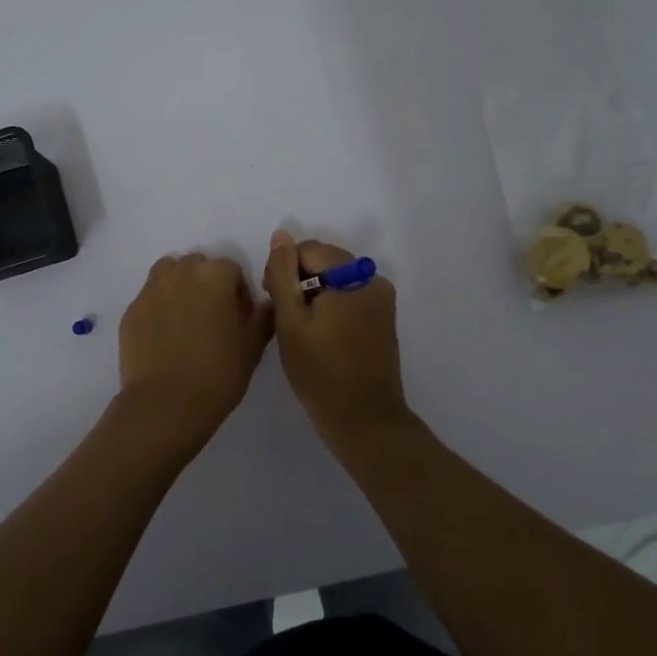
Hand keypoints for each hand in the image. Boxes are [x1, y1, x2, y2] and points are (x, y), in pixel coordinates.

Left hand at [116, 252, 273, 455]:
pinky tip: (163, 335)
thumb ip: (263, 319)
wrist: (165, 404)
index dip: (238, 291)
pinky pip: (148, 297)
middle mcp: (180, 274)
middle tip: (212, 316)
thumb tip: (267, 305)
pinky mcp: (131, 311)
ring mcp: (151, 290)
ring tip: (185, 317)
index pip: (231, 268)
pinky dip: (158, 306)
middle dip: (207, 283)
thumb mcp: (252, 348)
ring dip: (179, 285)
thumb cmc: (217, 374)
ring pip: (168, 272)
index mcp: (214, 276)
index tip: (239, 318)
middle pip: (197, 264)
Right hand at [262, 230, 410, 445]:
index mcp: (352, 275)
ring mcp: (381, 299)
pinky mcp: (384, 318)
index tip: (272, 300)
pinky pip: (350, 296)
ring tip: (302, 329)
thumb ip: (282, 273)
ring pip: (336, 278)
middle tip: (284, 318)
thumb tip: (281, 235)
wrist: (364, 420)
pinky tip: (322, 335)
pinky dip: (332, 306)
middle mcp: (372, 279)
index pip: (308, 250)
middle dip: (300, 280)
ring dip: (315, 294)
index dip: (284, 270)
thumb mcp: (291, 321)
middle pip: (325, 261)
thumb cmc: (320, 372)